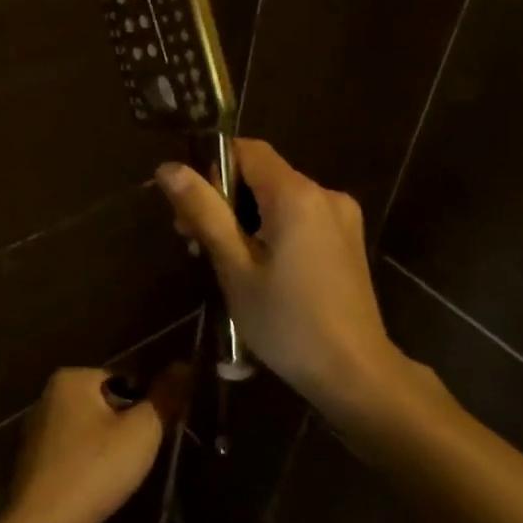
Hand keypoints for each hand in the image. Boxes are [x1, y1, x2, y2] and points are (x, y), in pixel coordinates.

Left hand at [2, 365, 188, 522]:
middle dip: (125, 430)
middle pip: (105, 407)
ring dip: (106, 452)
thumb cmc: (95, 469)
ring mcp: (35, 433)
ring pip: (89, 434)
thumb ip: (165, 396)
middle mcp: (46, 398)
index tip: (154, 435)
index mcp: (70, 379)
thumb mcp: (142, 431)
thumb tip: (185, 364)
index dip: (145, 407)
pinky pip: (72, 457)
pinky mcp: (32, 465)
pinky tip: (96, 491)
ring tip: (119, 478)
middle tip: (138, 459)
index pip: (124, 380)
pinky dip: (87, 469)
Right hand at [155, 140, 396, 406]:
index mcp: (296, 195)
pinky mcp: (347, 240)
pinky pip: (300, 218)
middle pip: (263, 175)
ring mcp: (341, 217)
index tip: (191, 210)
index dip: (212, 169)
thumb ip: (204, 212)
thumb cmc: (285, 322)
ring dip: (246, 219)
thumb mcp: (234, 268)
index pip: (247, 150)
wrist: (353, 371)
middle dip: (225, 200)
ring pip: (280, 199)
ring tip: (225, 264)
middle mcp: (325, 193)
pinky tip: (260, 270)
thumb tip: (169, 169)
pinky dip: (272, 231)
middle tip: (195, 244)